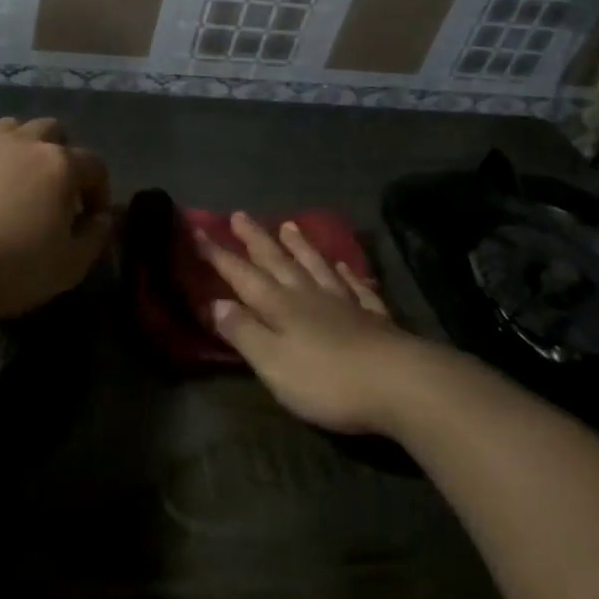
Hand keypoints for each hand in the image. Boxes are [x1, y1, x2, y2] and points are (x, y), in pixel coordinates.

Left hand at [0, 117, 112, 320]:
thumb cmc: (9, 268)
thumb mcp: (68, 267)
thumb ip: (95, 238)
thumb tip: (103, 218)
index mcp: (58, 165)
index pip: (94, 165)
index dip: (99, 192)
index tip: (91, 220)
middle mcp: (21, 145)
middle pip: (52, 131)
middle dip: (61, 156)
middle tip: (55, 192)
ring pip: (10, 130)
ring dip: (21, 149)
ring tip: (16, 183)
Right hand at [197, 213, 425, 435]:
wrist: (400, 383)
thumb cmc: (326, 379)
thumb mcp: (272, 363)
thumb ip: (244, 332)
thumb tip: (215, 303)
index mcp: (280, 306)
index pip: (242, 275)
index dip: (218, 255)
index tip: (198, 231)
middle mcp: (309, 295)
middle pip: (277, 262)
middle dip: (256, 239)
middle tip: (239, 215)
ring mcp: (344, 302)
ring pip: (315, 266)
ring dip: (300, 247)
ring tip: (289, 225)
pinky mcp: (373, 317)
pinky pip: (355, 287)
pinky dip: (346, 273)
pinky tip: (343, 265)